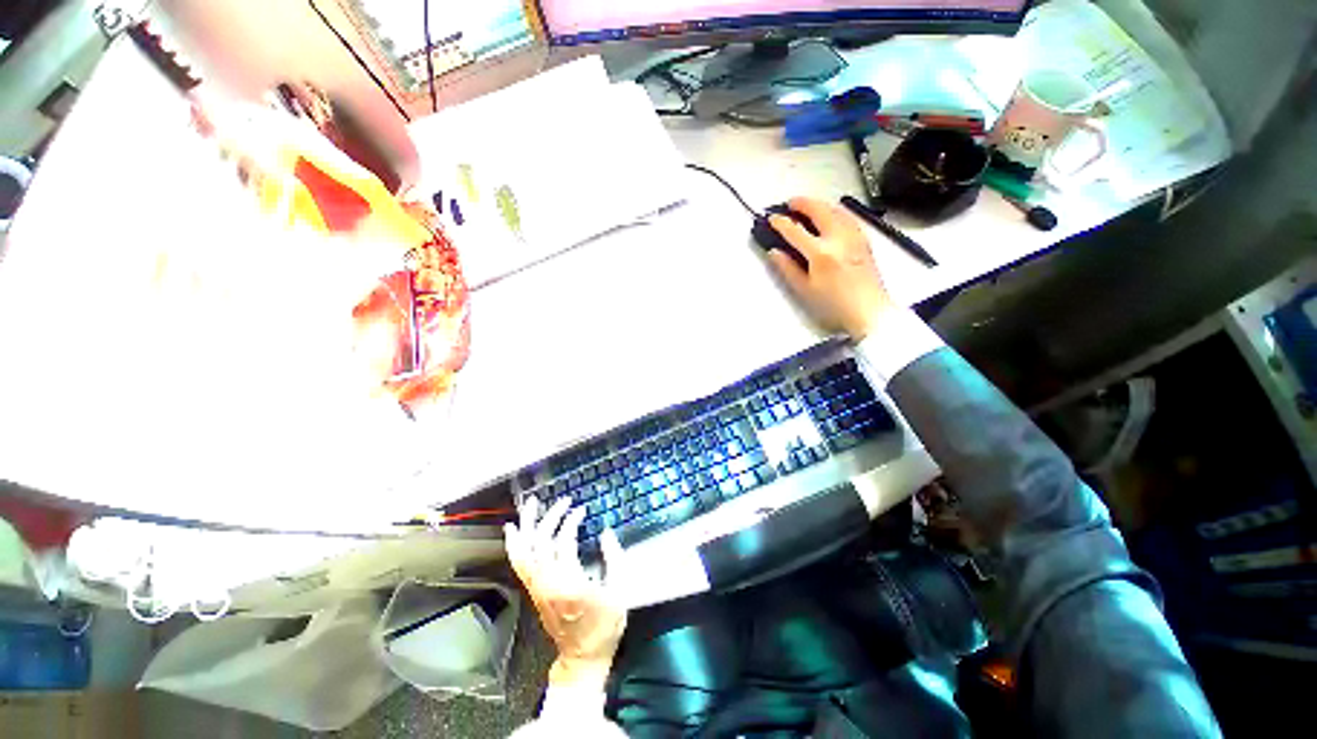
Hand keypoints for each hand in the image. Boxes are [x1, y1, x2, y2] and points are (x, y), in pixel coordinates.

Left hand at [505, 497, 628, 690]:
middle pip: (542, 541)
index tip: (582, 510)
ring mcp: (537, 587)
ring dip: (527, 524)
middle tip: (564, 500)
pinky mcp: (533, 591)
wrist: (582, 657)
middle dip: (552, 516)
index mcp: (570, 582)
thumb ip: (614, 558)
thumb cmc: (604, 626)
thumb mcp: (620, 592)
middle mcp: (547, 582)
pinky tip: (514, 529)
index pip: (564, 541)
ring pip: (524, 550)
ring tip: (531, 504)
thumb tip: (605, 532)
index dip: (571, 521)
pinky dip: (515, 544)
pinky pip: (519, 563)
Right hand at [767, 197, 893, 339]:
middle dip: (802, 203)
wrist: (868, 310)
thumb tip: (774, 253)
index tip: (772, 219)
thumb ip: (787, 269)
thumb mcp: (804, 290)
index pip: (795, 231)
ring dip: (819, 204)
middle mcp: (838, 239)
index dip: (781, 222)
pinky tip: (831, 214)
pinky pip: (848, 216)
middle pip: (818, 210)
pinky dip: (835, 210)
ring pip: (836, 209)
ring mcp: (854, 237)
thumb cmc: (834, 305)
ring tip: (808, 205)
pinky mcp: (863, 240)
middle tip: (790, 203)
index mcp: (820, 253)